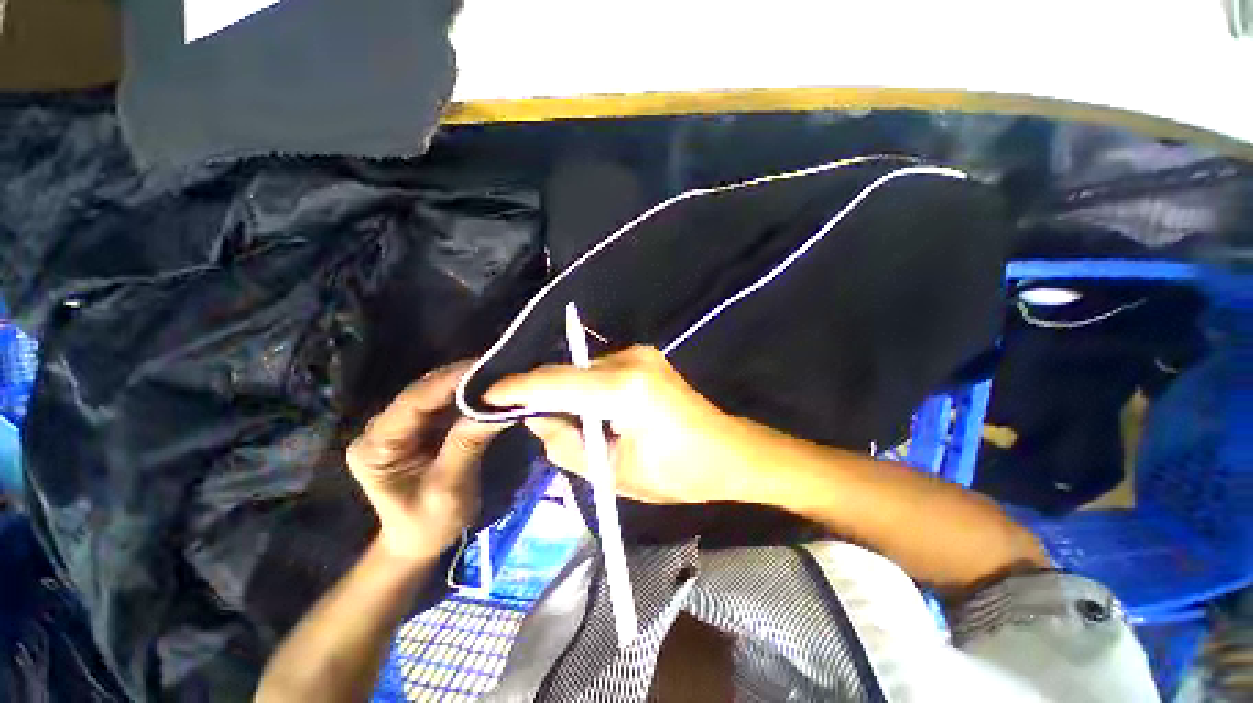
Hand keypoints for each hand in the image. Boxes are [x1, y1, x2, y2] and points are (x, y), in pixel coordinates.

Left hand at [347, 362, 507, 563]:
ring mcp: (402, 426)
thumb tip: (498, 407)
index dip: (451, 380)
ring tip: (502, 374)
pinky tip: (492, 390)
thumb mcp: (448, 489)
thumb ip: (467, 445)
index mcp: (376, 445)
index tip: (488, 367)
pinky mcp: (421, 427)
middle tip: (502, 367)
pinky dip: (471, 396)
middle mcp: (383, 428)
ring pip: (437, 393)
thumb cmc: (429, 525)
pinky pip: (447, 404)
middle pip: (425, 391)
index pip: (414, 401)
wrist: (420, 543)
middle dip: (463, 378)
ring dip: (470, 384)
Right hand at [485, 346, 752, 503]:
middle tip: (520, 416)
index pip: (557, 382)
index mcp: (626, 389)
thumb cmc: (678, 473)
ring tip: (558, 419)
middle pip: (569, 372)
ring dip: (566, 392)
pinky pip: (600, 370)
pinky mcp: (646, 357)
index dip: (518, 389)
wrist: (728, 452)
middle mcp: (632, 359)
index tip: (487, 397)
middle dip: (542, 393)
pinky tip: (586, 409)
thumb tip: (536, 418)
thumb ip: (567, 445)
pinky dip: (585, 387)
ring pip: (583, 370)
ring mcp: (641, 354)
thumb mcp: (616, 472)